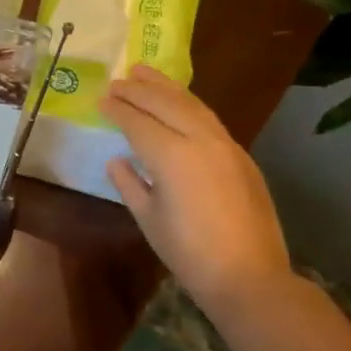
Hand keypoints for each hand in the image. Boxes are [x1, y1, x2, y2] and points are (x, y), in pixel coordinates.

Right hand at [99, 64, 295, 321]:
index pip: (138, 122)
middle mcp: (200, 140)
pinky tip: (178, 102)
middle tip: (117, 79)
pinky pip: (209, 118)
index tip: (100, 98)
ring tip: (145, 73)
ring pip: (192, 105)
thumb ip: (129, 184)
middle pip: (166, 104)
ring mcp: (226, 145)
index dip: (117, 109)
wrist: (249, 276)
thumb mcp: (149, 219)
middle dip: (139, 90)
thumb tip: (117, 160)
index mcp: (172, 156)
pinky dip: (188, 104)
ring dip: (166, 88)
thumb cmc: (188, 253)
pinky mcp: (241, 156)